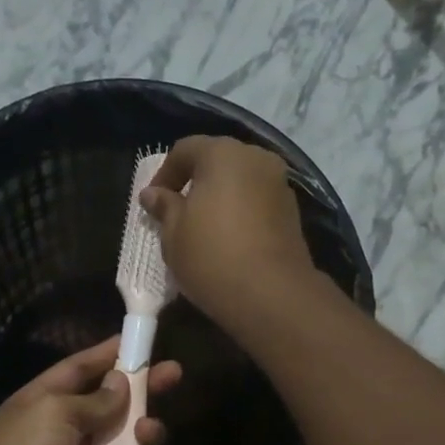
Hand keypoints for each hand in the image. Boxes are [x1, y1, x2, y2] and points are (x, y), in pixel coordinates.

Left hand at [0, 338, 180, 444]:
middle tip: (174, 375)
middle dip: (144, 391)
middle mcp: (67, 431)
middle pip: (114, 404)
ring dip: (144, 437)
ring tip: (147, 435)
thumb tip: (120, 382)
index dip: (109, 353)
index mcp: (46, 402)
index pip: (81, 369)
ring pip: (130, 444)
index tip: (140, 340)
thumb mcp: (54, 413)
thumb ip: (95, 399)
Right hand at [140, 135, 316, 325]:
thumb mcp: (173, 234)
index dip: (163, 174)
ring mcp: (279, 184)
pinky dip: (240, 212)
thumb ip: (164, 207)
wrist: (271, 294)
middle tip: (177, 213)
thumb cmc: (211, 257)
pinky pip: (257, 202)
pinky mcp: (292, 212)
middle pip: (217, 161)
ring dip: (220, 198)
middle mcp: (256, 158)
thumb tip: (152, 194)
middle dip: (195, 183)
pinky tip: (228, 240)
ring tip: (203, 229)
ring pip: (240, 182)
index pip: (185, 150)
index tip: (152, 204)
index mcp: (223, 154)